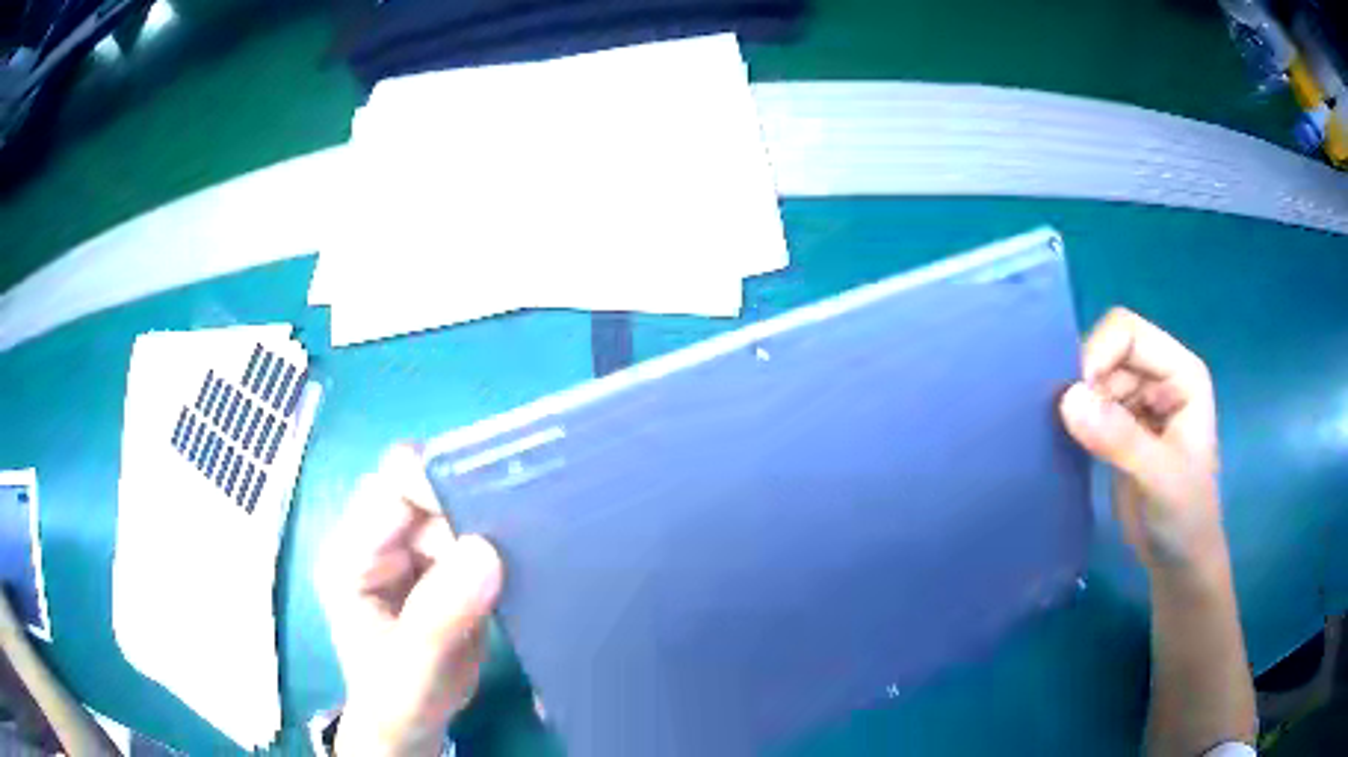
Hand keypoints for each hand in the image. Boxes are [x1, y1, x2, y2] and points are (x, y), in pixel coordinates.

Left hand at [316, 445, 503, 756]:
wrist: (412, 721)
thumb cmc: (399, 698)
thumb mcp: (414, 668)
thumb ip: (440, 616)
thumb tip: (486, 551)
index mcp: (350, 555)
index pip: (388, 488)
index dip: (436, 486)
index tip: (491, 510)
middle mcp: (377, 539)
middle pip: (425, 489)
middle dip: (470, 503)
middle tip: (518, 532)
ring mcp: (410, 549)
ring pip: (455, 507)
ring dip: (490, 522)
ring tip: (526, 549)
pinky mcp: (440, 563)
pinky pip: (474, 532)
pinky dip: (501, 540)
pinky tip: (524, 558)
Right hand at [1058, 308, 1227, 575]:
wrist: (1178, 562)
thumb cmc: (1184, 517)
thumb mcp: (1159, 478)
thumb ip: (1120, 439)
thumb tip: (1068, 399)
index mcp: (1181, 373)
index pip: (1129, 333)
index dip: (1099, 353)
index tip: (1074, 397)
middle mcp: (1159, 377)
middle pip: (1108, 351)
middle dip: (1086, 380)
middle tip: (1068, 422)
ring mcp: (1140, 402)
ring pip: (1095, 378)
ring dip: (1078, 401)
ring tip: (1068, 436)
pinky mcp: (1120, 428)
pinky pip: (1090, 405)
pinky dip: (1075, 419)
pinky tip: (1069, 441)